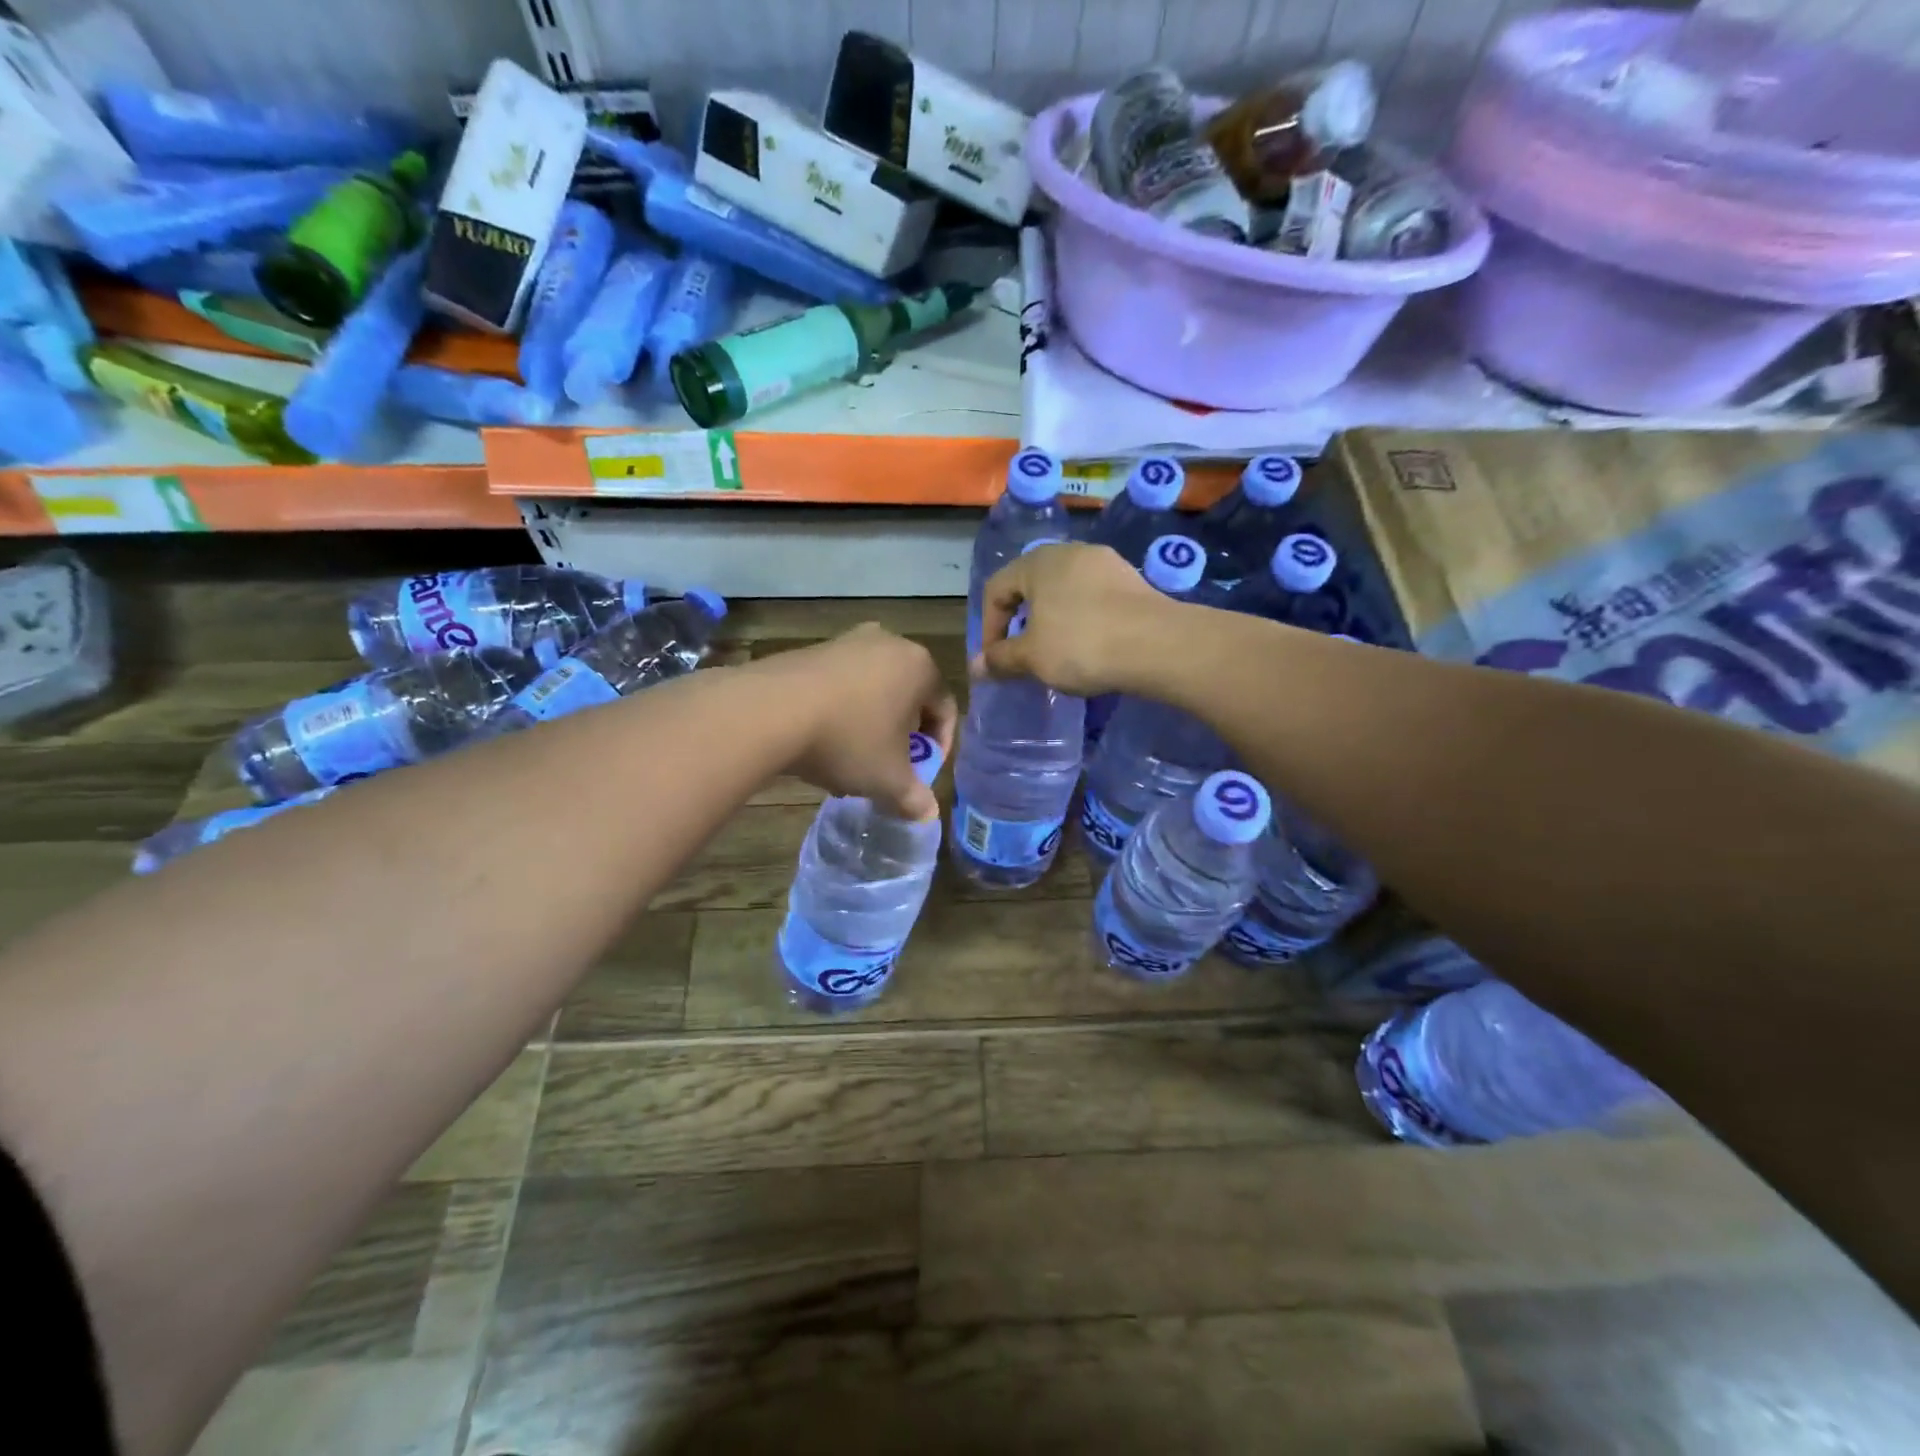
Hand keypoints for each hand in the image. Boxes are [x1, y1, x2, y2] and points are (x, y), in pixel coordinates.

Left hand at [753, 624, 956, 819]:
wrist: (770, 711)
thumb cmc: (848, 740)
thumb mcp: (887, 780)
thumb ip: (913, 797)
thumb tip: (927, 814)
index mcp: (920, 667)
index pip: (944, 709)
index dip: (939, 747)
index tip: (921, 774)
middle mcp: (889, 643)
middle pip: (908, 697)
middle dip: (901, 735)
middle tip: (888, 767)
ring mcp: (847, 641)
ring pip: (872, 690)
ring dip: (869, 724)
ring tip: (850, 759)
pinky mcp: (812, 649)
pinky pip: (840, 684)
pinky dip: (839, 710)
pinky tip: (820, 740)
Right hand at [975, 542, 1169, 695]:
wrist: (1156, 645)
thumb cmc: (1081, 645)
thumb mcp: (1032, 657)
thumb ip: (1001, 659)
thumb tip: (976, 667)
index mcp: (1037, 562)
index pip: (996, 589)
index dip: (989, 627)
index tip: (995, 661)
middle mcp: (1070, 552)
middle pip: (1031, 587)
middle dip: (1021, 623)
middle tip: (1022, 656)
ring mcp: (1105, 563)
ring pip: (1063, 592)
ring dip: (1052, 622)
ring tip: (1056, 654)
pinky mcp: (1132, 580)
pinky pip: (1092, 599)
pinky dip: (1081, 620)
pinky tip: (1090, 647)